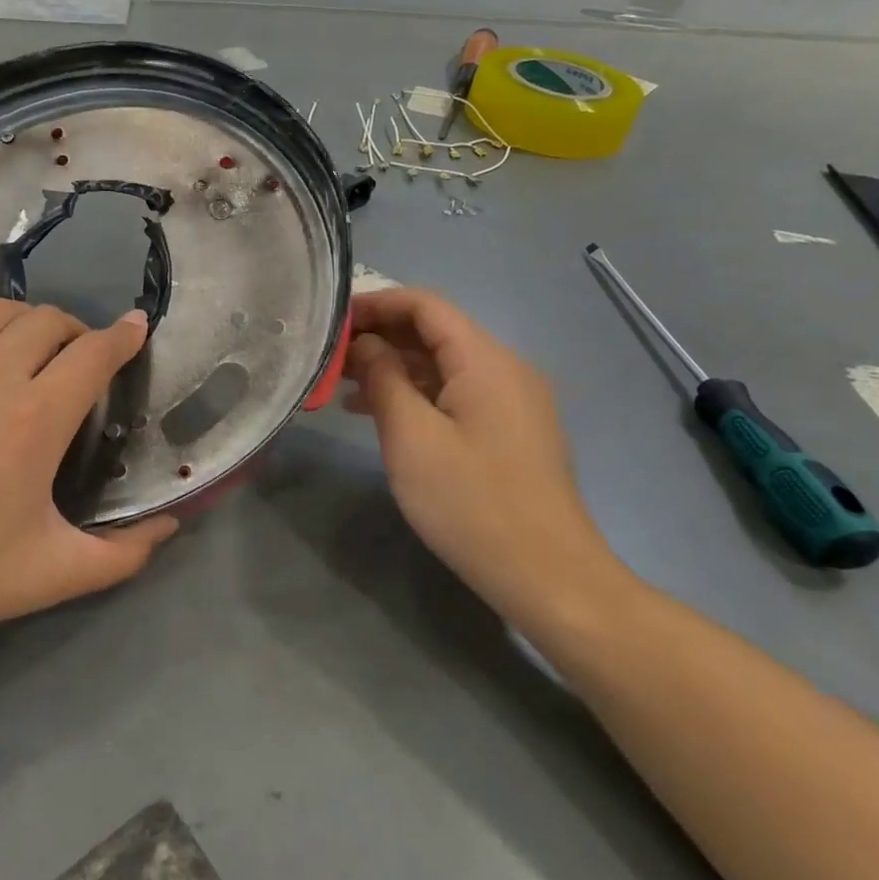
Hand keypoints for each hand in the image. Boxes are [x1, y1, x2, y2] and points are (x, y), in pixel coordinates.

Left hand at [0, 293, 177, 654]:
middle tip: (80, 355)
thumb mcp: (50, 576)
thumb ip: (120, 554)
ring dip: (27, 319)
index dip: (123, 337)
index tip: (136, 327)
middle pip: (48, 321)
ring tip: (31, 343)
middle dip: (77, 328)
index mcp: (35, 419)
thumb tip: (167, 527)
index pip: (94, 354)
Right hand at [343, 288, 627, 631]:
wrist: (548, 576)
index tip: (332, 320)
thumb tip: (365, 344)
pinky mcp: (509, 431)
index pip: (426, 305)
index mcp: (485, 360)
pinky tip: (380, 414)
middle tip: (330, 356)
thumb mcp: (411, 437)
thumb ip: (383, 378)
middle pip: (435, 332)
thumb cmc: (471, 502)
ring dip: (394, 367)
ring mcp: (511, 401)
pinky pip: (456, 394)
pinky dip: (416, 394)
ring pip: (443, 365)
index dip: (376, 303)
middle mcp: (505, 369)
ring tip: (343, 386)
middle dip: (381, 336)